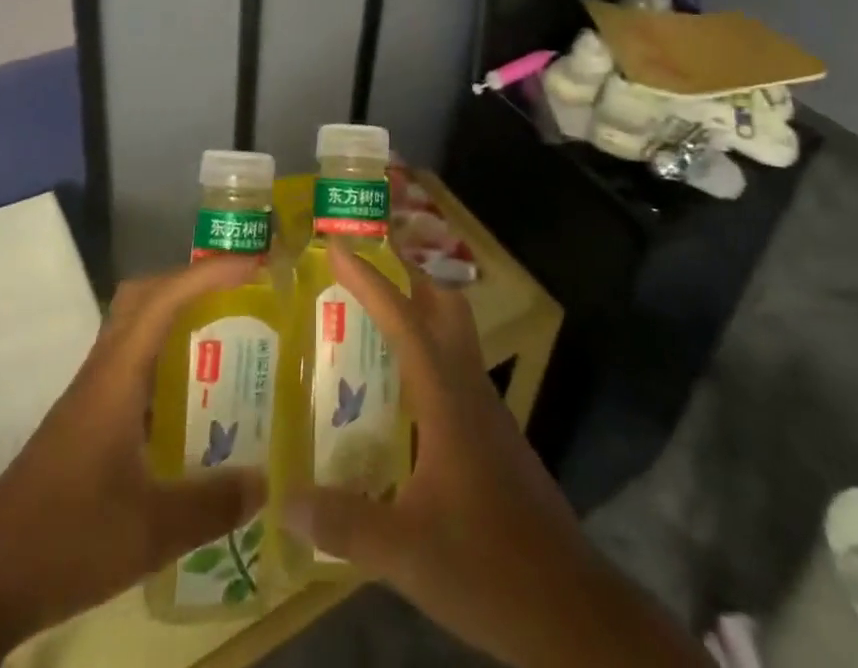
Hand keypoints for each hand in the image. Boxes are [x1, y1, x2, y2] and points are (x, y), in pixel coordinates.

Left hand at [0, 256, 266, 667]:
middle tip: (240, 293)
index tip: (255, 264)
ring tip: (227, 334)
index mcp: (116, 375)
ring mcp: (90, 395)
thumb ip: (212, 505)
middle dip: (192, 282)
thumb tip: (266, 480)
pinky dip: (165, 359)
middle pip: (144, 297)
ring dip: (178, 317)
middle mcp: (103, 371)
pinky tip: (192, 400)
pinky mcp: (86, 422)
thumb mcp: (149, 530)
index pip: (165, 298)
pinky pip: (132, 364)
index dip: (210, 274)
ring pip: (135, 329)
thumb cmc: (64, 538)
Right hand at [287, 246, 708, 667]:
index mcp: (446, 397)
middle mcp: (469, 390)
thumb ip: (344, 523)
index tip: (339, 247)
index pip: (404, 319)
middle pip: (446, 308)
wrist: (572, 611)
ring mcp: (488, 413)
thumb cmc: (488, 566)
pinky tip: (402, 394)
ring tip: (372, 323)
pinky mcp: (495, 439)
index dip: (370, 280)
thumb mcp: (405, 552)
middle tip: (366, 270)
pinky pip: (457, 372)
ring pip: (455, 338)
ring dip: (419, 314)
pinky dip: (427, 357)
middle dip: (408, 277)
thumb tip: (286, 501)